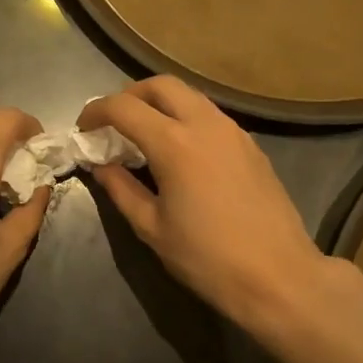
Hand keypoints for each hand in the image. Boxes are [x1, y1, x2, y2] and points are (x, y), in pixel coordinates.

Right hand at [78, 77, 330, 330]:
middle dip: (130, 96)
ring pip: (190, 95)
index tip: (83, 130)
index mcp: (174, 143)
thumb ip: (121, 189)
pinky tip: (180, 151)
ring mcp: (233, 131)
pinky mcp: (251, 145)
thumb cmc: (207, 258)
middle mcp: (205, 124)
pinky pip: (210, 115)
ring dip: (160, 104)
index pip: (124, 107)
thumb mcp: (152, 228)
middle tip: (113, 123)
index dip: (96, 112)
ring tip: (144, 135)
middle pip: (160, 85)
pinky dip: (186, 118)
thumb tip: (102, 166)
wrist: (278, 277)